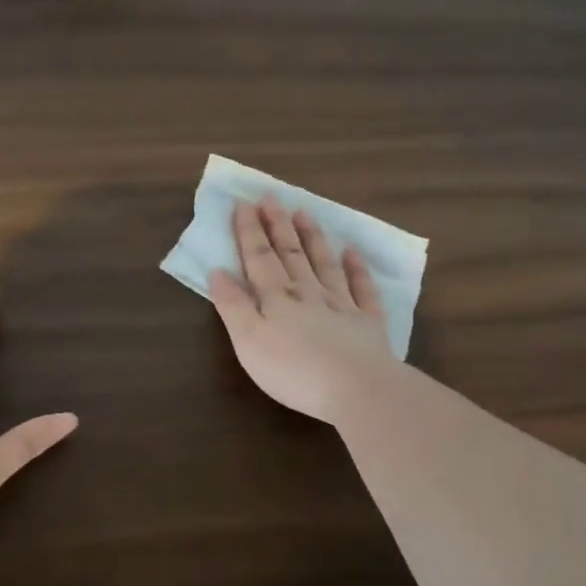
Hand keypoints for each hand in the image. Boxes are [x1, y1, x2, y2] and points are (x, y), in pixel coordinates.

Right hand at [207, 196, 398, 424]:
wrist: (357, 389)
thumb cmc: (293, 370)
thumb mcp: (248, 342)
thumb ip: (233, 306)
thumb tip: (217, 271)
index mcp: (276, 299)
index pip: (259, 258)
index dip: (249, 231)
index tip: (243, 203)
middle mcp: (308, 294)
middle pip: (291, 254)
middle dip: (278, 225)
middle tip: (271, 196)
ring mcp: (342, 306)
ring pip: (324, 264)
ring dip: (313, 238)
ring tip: (304, 212)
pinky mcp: (368, 324)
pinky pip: (363, 289)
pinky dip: (357, 269)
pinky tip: (353, 253)